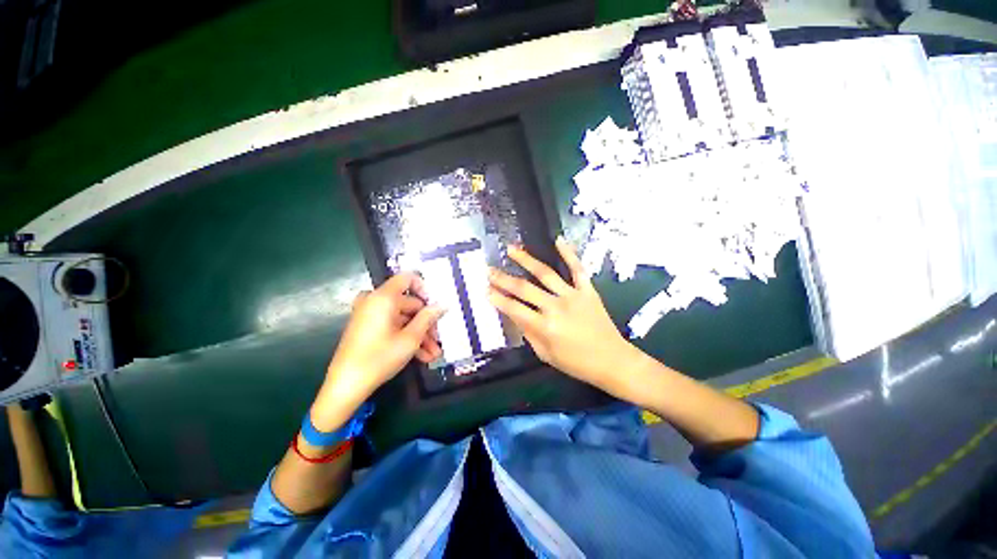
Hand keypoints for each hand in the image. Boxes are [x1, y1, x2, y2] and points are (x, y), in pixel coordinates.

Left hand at [317, 273, 444, 425]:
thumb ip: (428, 318)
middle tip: (438, 340)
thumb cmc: (380, 358)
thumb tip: (442, 305)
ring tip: (433, 354)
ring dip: (419, 335)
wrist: (345, 386)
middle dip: (426, 323)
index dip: (425, 289)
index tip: (435, 306)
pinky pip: (391, 326)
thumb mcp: (410, 338)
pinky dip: (405, 337)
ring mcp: (369, 315)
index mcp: (383, 298)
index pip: (407, 278)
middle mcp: (374, 301)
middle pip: (408, 303)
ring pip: (402, 318)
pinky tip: (421, 356)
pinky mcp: (367, 328)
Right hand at [487, 237, 640, 394]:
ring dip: (526, 260)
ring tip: (512, 249)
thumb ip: (528, 333)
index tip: (485, 289)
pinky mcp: (587, 290)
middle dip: (503, 278)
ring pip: (545, 273)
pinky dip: (569, 253)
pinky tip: (558, 240)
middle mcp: (556, 307)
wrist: (612, 360)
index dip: (497, 298)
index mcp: (544, 327)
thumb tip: (514, 315)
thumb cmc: (576, 363)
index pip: (514, 309)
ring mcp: (572, 296)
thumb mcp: (546, 354)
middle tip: (489, 269)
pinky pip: (577, 269)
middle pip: (524, 288)